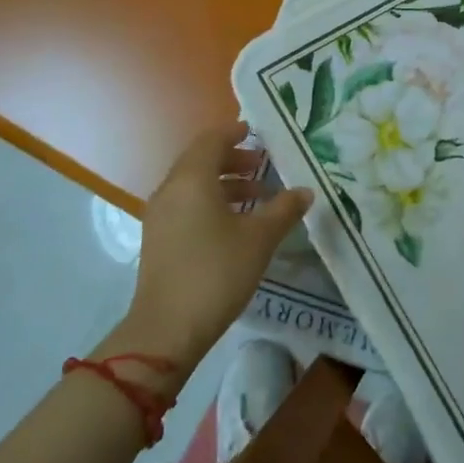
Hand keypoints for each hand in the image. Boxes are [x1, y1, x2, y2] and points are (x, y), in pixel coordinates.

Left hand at [122, 122, 312, 367]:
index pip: (212, 140)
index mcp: (192, 179)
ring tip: (256, 196)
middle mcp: (171, 189)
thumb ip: (284, 209)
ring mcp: (160, 215)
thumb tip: (304, 191)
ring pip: (193, 184)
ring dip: (224, 183)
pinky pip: (186, 205)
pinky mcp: (158, 239)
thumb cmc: (217, 272)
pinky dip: (210, 202)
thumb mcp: (259, 239)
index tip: (257, 134)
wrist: (167, 329)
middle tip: (262, 165)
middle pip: (201, 160)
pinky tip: (234, 224)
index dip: (235, 133)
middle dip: (232, 159)